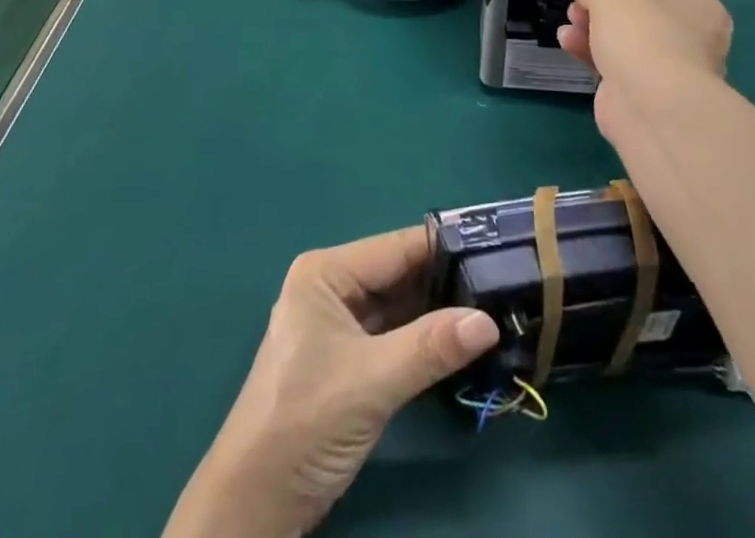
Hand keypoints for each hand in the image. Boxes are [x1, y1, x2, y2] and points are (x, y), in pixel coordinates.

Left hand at [164, 227, 499, 537]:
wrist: (251, 507)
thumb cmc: (303, 424)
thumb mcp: (372, 382)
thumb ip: (431, 347)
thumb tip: (489, 321)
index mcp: (326, 273)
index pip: (396, 248)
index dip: (445, 249)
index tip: (496, 250)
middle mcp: (332, 287)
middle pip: (399, 275)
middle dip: (446, 284)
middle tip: (503, 285)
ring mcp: (338, 325)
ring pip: (399, 307)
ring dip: (439, 314)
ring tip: (494, 309)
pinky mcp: (346, 361)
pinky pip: (393, 336)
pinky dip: (424, 341)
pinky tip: (462, 343)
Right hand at [557, 0, 732, 139]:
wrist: (651, 105)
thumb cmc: (641, 35)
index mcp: (700, 11)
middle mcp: (694, 42)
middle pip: (638, 22)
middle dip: (601, 16)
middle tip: (577, 11)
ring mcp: (672, 74)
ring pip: (626, 47)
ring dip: (592, 35)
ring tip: (566, 31)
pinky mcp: (648, 99)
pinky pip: (617, 71)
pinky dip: (593, 58)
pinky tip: (568, 46)